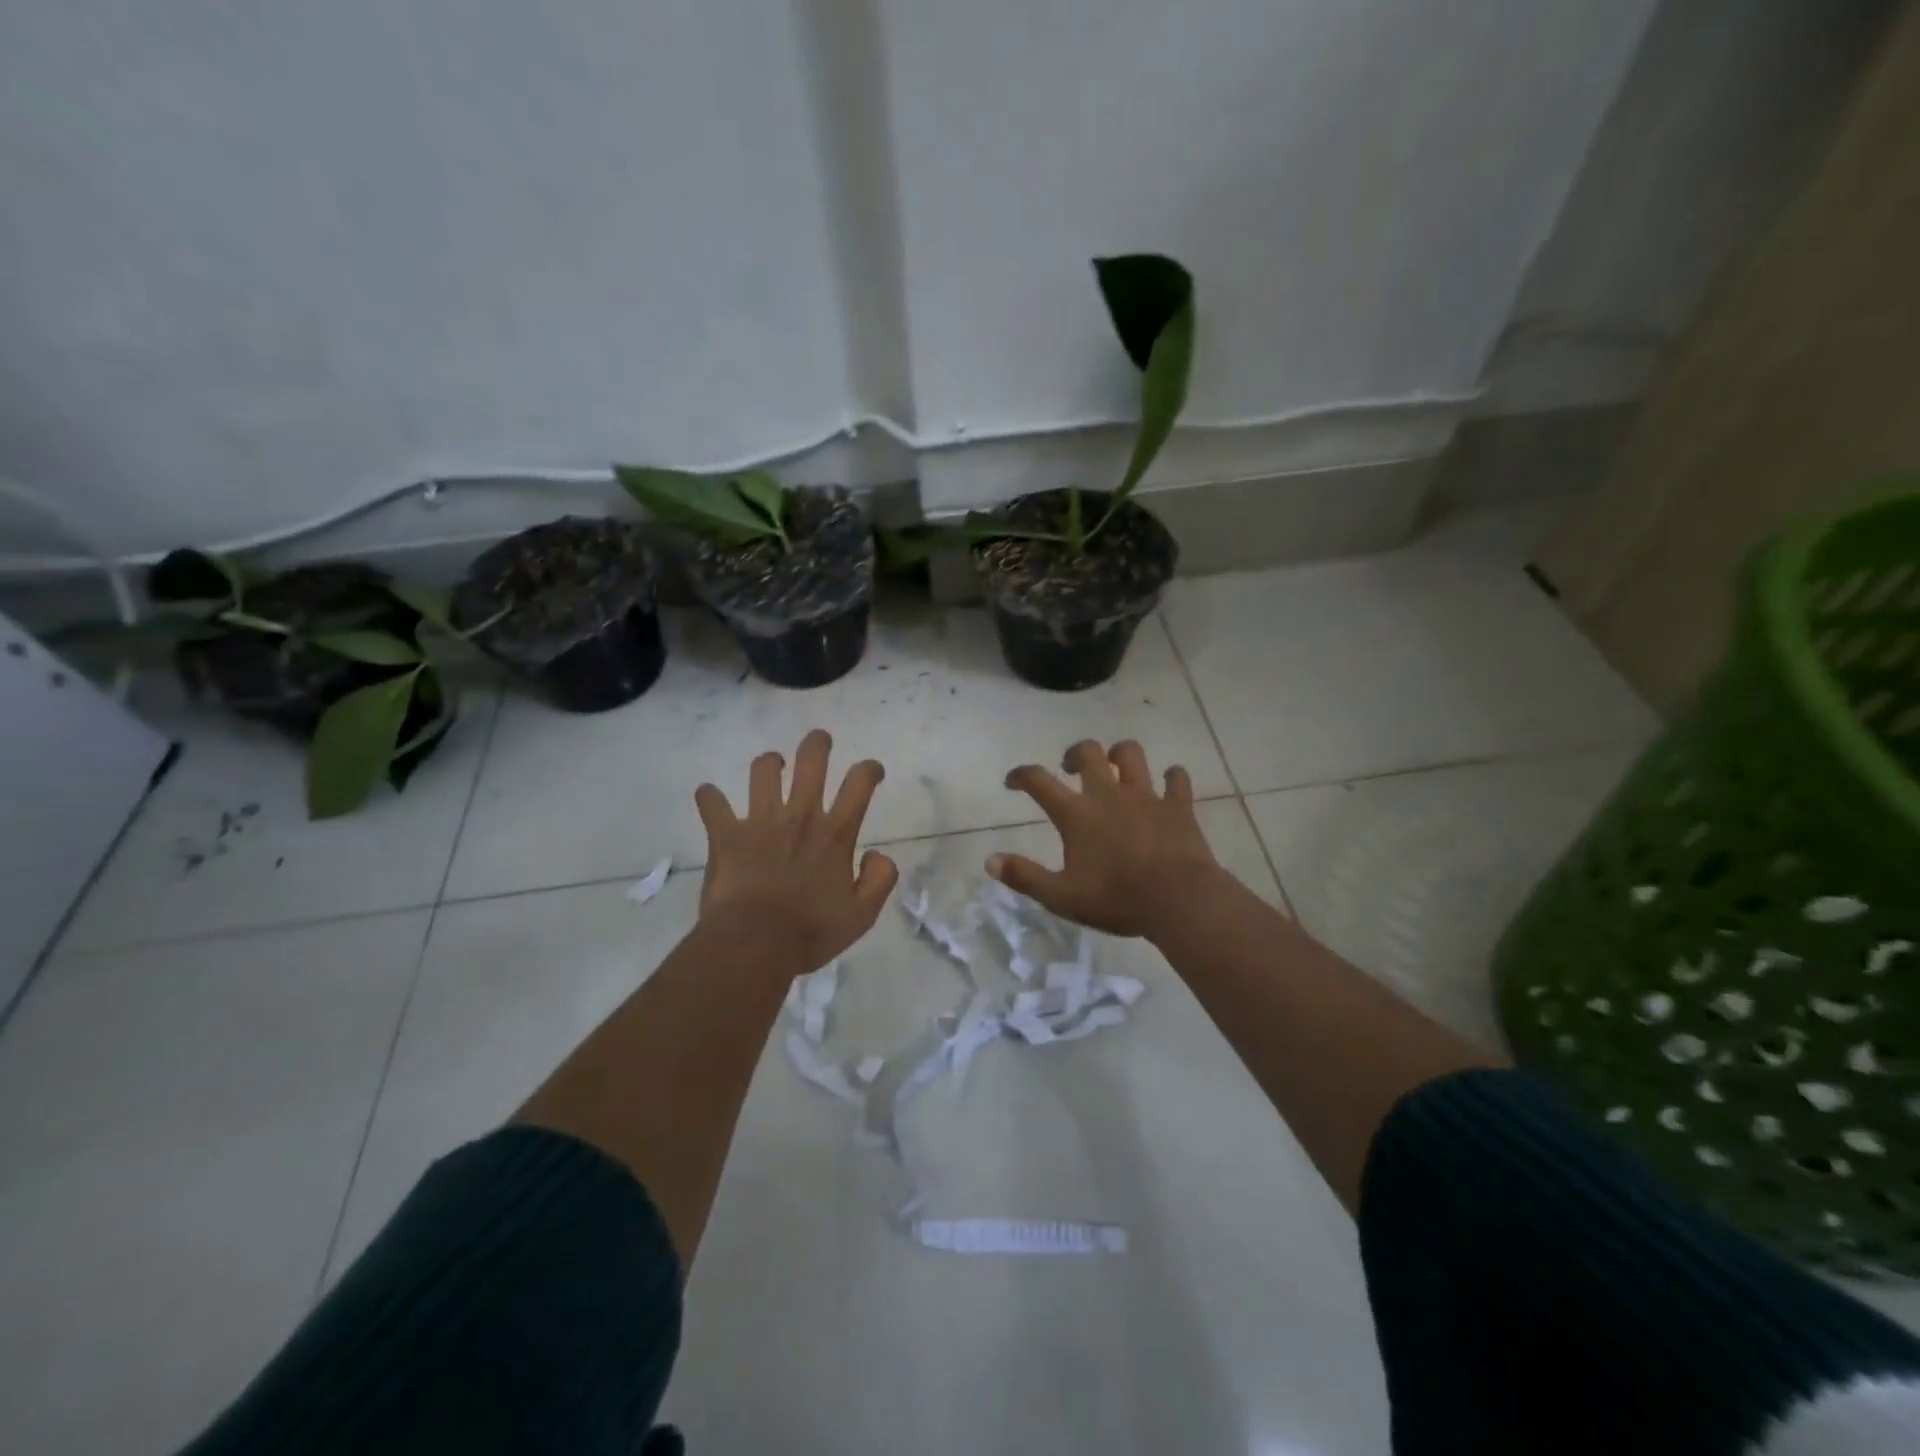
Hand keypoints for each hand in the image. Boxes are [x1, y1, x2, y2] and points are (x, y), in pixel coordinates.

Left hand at [694, 730, 898, 975]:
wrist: (754, 945)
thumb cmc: (811, 932)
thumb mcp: (862, 915)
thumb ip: (880, 880)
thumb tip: (878, 855)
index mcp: (834, 834)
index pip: (859, 783)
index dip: (869, 769)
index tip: (871, 771)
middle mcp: (800, 816)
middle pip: (811, 761)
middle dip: (817, 743)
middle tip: (820, 742)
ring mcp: (760, 821)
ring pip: (763, 770)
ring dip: (769, 763)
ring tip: (772, 767)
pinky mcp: (726, 834)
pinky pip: (712, 803)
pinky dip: (710, 797)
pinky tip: (710, 797)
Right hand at [988, 739, 1223, 937]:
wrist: (1178, 900)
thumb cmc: (1116, 899)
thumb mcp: (1062, 896)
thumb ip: (1025, 876)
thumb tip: (990, 861)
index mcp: (1077, 814)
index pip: (1039, 781)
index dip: (1022, 775)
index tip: (1013, 781)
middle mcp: (1108, 795)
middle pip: (1089, 753)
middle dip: (1075, 753)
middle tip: (1070, 768)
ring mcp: (1146, 796)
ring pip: (1131, 754)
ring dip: (1120, 754)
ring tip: (1116, 766)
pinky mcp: (1177, 806)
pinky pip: (1176, 779)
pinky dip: (1172, 777)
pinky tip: (1169, 782)